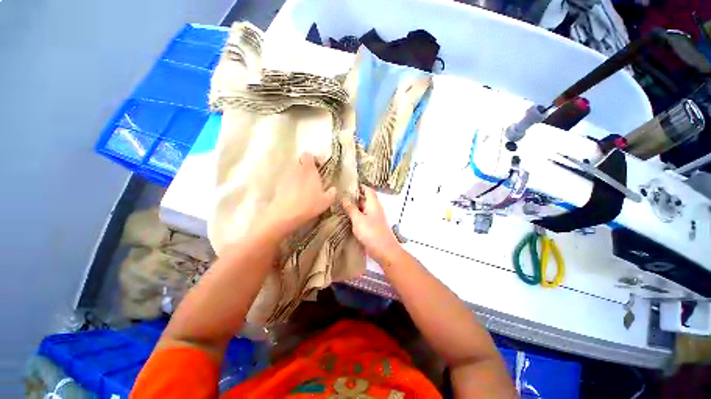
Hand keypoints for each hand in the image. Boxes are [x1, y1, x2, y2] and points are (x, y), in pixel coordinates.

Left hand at [264, 153, 335, 238]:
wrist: (286, 214)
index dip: (313, 159)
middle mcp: (296, 169)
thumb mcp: (326, 201)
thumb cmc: (309, 204)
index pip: (308, 155)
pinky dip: (290, 185)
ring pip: (293, 171)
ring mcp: (286, 176)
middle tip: (312, 179)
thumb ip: (332, 193)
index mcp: (309, 170)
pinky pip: (286, 181)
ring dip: (298, 177)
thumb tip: (333, 189)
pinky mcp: (278, 185)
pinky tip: (294, 196)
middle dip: (305, 168)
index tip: (318, 166)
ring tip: (303, 189)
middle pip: (300, 163)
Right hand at [341, 186, 400, 261]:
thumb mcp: (358, 219)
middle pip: (365, 199)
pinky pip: (363, 217)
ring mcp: (373, 218)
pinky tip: (346, 217)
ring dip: (354, 207)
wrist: (383, 250)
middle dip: (354, 197)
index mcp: (373, 204)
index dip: (360, 186)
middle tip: (340, 195)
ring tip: (340, 204)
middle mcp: (375, 209)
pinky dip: (355, 215)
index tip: (348, 184)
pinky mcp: (371, 226)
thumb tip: (343, 198)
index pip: (368, 190)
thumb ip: (351, 208)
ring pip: (363, 209)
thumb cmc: (371, 232)